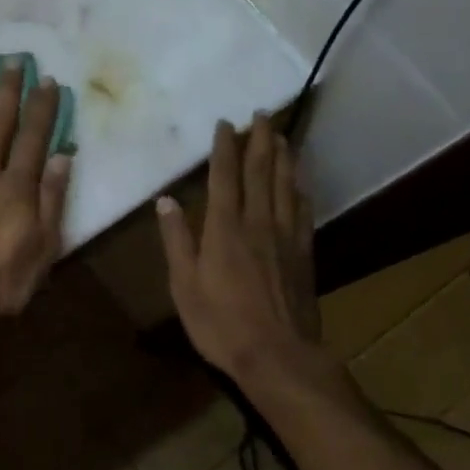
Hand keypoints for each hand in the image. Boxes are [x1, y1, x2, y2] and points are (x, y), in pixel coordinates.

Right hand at [157, 114, 335, 390]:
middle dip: (260, 139)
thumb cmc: (220, 322)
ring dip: (283, 156)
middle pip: (261, 171)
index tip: (225, 123)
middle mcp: (257, 222)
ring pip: (286, 185)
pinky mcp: (303, 253)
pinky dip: (300, 188)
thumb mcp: (184, 284)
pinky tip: (300, 180)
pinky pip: (303, 210)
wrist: (277, 355)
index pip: (224, 177)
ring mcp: (285, 236)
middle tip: (262, 114)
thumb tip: (166, 201)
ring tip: (282, 134)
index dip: (224, 147)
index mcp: (224, 228)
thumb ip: (177, 240)